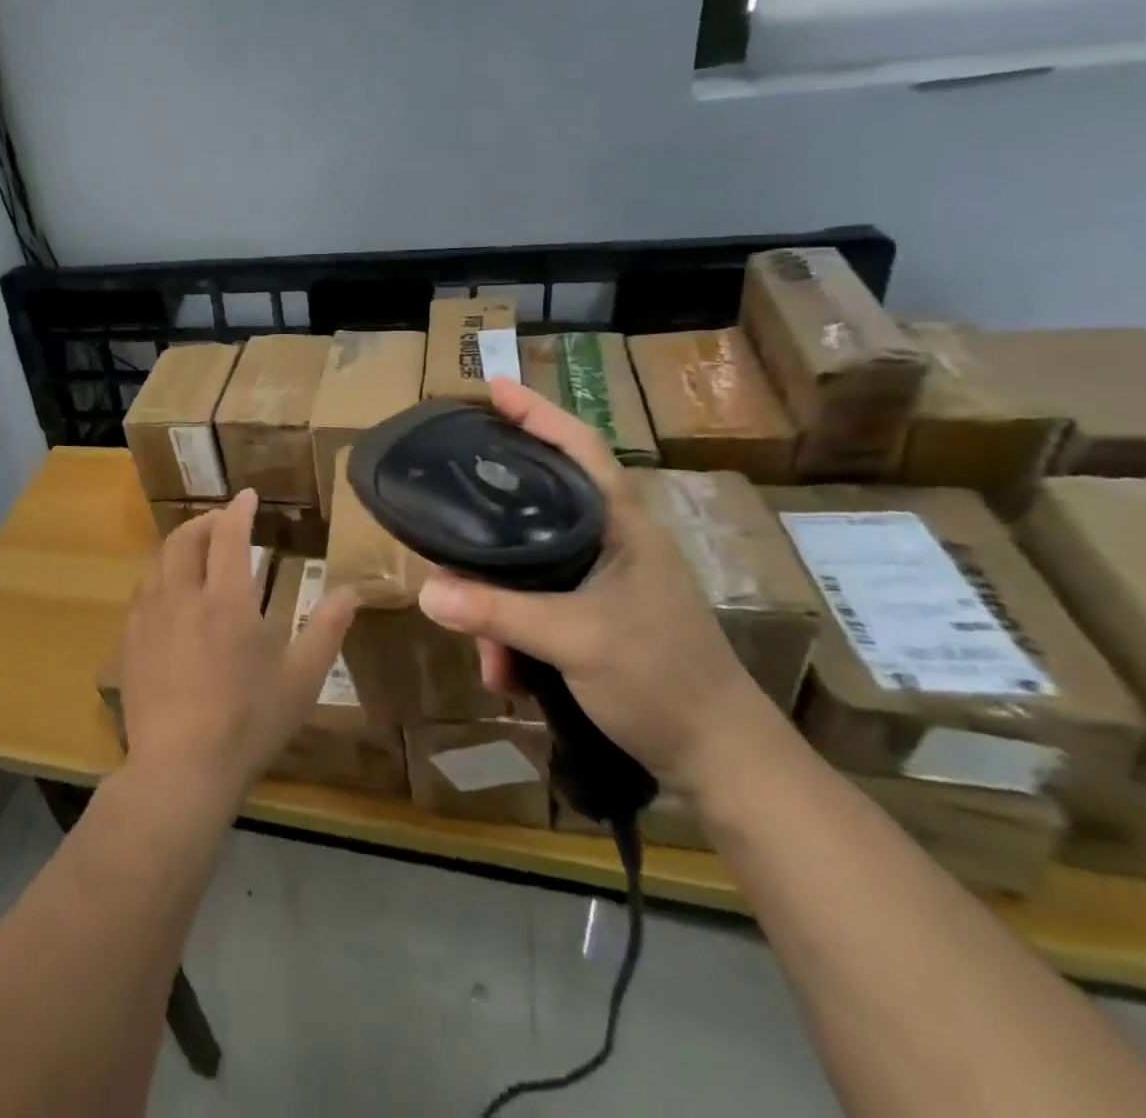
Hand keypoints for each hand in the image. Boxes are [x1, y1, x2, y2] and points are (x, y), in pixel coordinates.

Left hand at [119, 490, 357, 808]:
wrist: (180, 769)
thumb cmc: (248, 723)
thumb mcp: (301, 680)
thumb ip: (327, 630)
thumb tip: (351, 591)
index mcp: (227, 601)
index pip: (230, 536)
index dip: (239, 510)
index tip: (247, 496)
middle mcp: (183, 597)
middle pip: (186, 539)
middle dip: (205, 521)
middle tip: (223, 522)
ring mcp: (150, 618)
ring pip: (159, 561)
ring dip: (180, 545)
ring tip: (196, 551)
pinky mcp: (130, 642)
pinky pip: (142, 592)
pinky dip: (160, 576)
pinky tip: (168, 594)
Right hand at [415, 377, 771, 794]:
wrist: (720, 758)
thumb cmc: (661, 678)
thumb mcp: (574, 640)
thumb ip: (498, 613)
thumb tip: (425, 592)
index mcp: (620, 525)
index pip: (578, 447)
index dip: (538, 412)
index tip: (494, 386)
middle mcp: (611, 542)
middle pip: (537, 506)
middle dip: (489, 532)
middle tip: (448, 524)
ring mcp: (604, 581)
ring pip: (528, 568)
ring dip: (498, 609)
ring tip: (487, 656)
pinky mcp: (597, 616)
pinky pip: (536, 606)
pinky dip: (514, 635)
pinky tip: (506, 673)